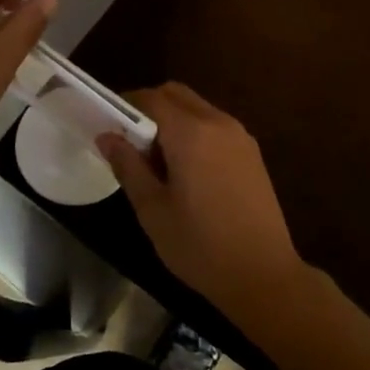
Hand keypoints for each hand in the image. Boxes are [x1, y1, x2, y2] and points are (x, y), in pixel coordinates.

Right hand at [97, 83, 307, 324]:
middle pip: (177, 95)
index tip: (108, 124)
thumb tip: (106, 136)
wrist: (263, 274)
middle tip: (130, 141)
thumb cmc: (199, 245)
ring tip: (156, 160)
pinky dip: (195, 132)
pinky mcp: (252, 152)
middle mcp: (218, 122)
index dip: (126, 104)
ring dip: (173, 119)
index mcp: (191, 132)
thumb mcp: (153, 209)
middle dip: (150, 107)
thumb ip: (128, 166)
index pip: (152, 98)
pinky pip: (215, 126)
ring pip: (198, 108)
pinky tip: (186, 170)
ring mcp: (240, 136)